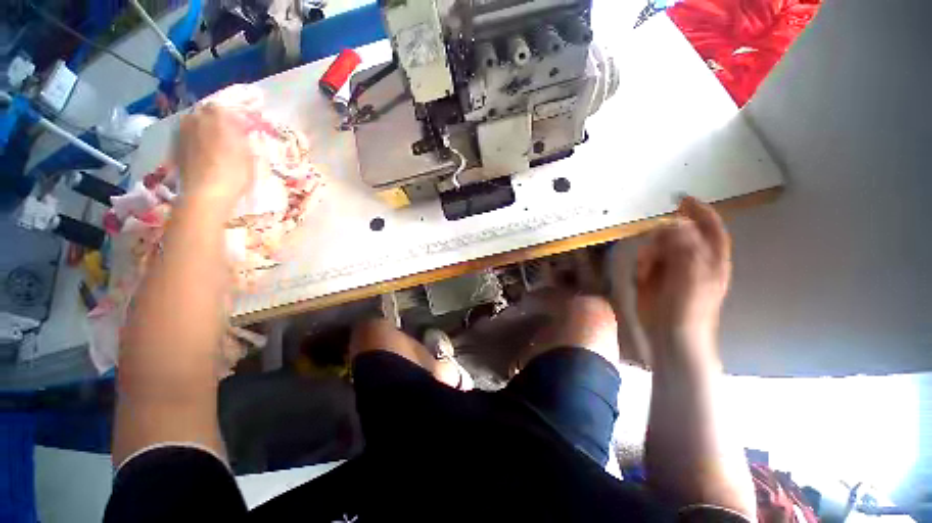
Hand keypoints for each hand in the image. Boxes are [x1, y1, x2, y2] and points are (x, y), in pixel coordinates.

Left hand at [176, 103, 254, 210]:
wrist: (206, 194)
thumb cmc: (234, 173)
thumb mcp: (249, 155)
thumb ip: (243, 138)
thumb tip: (241, 131)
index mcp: (217, 116)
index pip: (226, 108)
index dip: (235, 118)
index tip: (243, 129)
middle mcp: (196, 118)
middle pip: (207, 113)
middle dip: (217, 121)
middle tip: (229, 135)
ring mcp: (183, 131)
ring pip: (196, 124)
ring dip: (205, 130)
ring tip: (216, 144)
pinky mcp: (176, 146)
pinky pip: (189, 136)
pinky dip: (196, 141)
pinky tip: (205, 154)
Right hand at [634, 197, 730, 359]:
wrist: (670, 333)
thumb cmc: (687, 307)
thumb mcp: (691, 276)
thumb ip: (686, 248)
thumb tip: (677, 224)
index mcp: (711, 258)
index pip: (709, 227)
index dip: (698, 211)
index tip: (681, 200)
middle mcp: (692, 259)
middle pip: (676, 235)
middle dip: (661, 240)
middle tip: (653, 252)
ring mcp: (672, 267)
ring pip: (656, 247)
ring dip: (647, 256)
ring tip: (645, 272)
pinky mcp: (655, 276)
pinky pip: (645, 260)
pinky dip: (640, 266)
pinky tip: (640, 278)